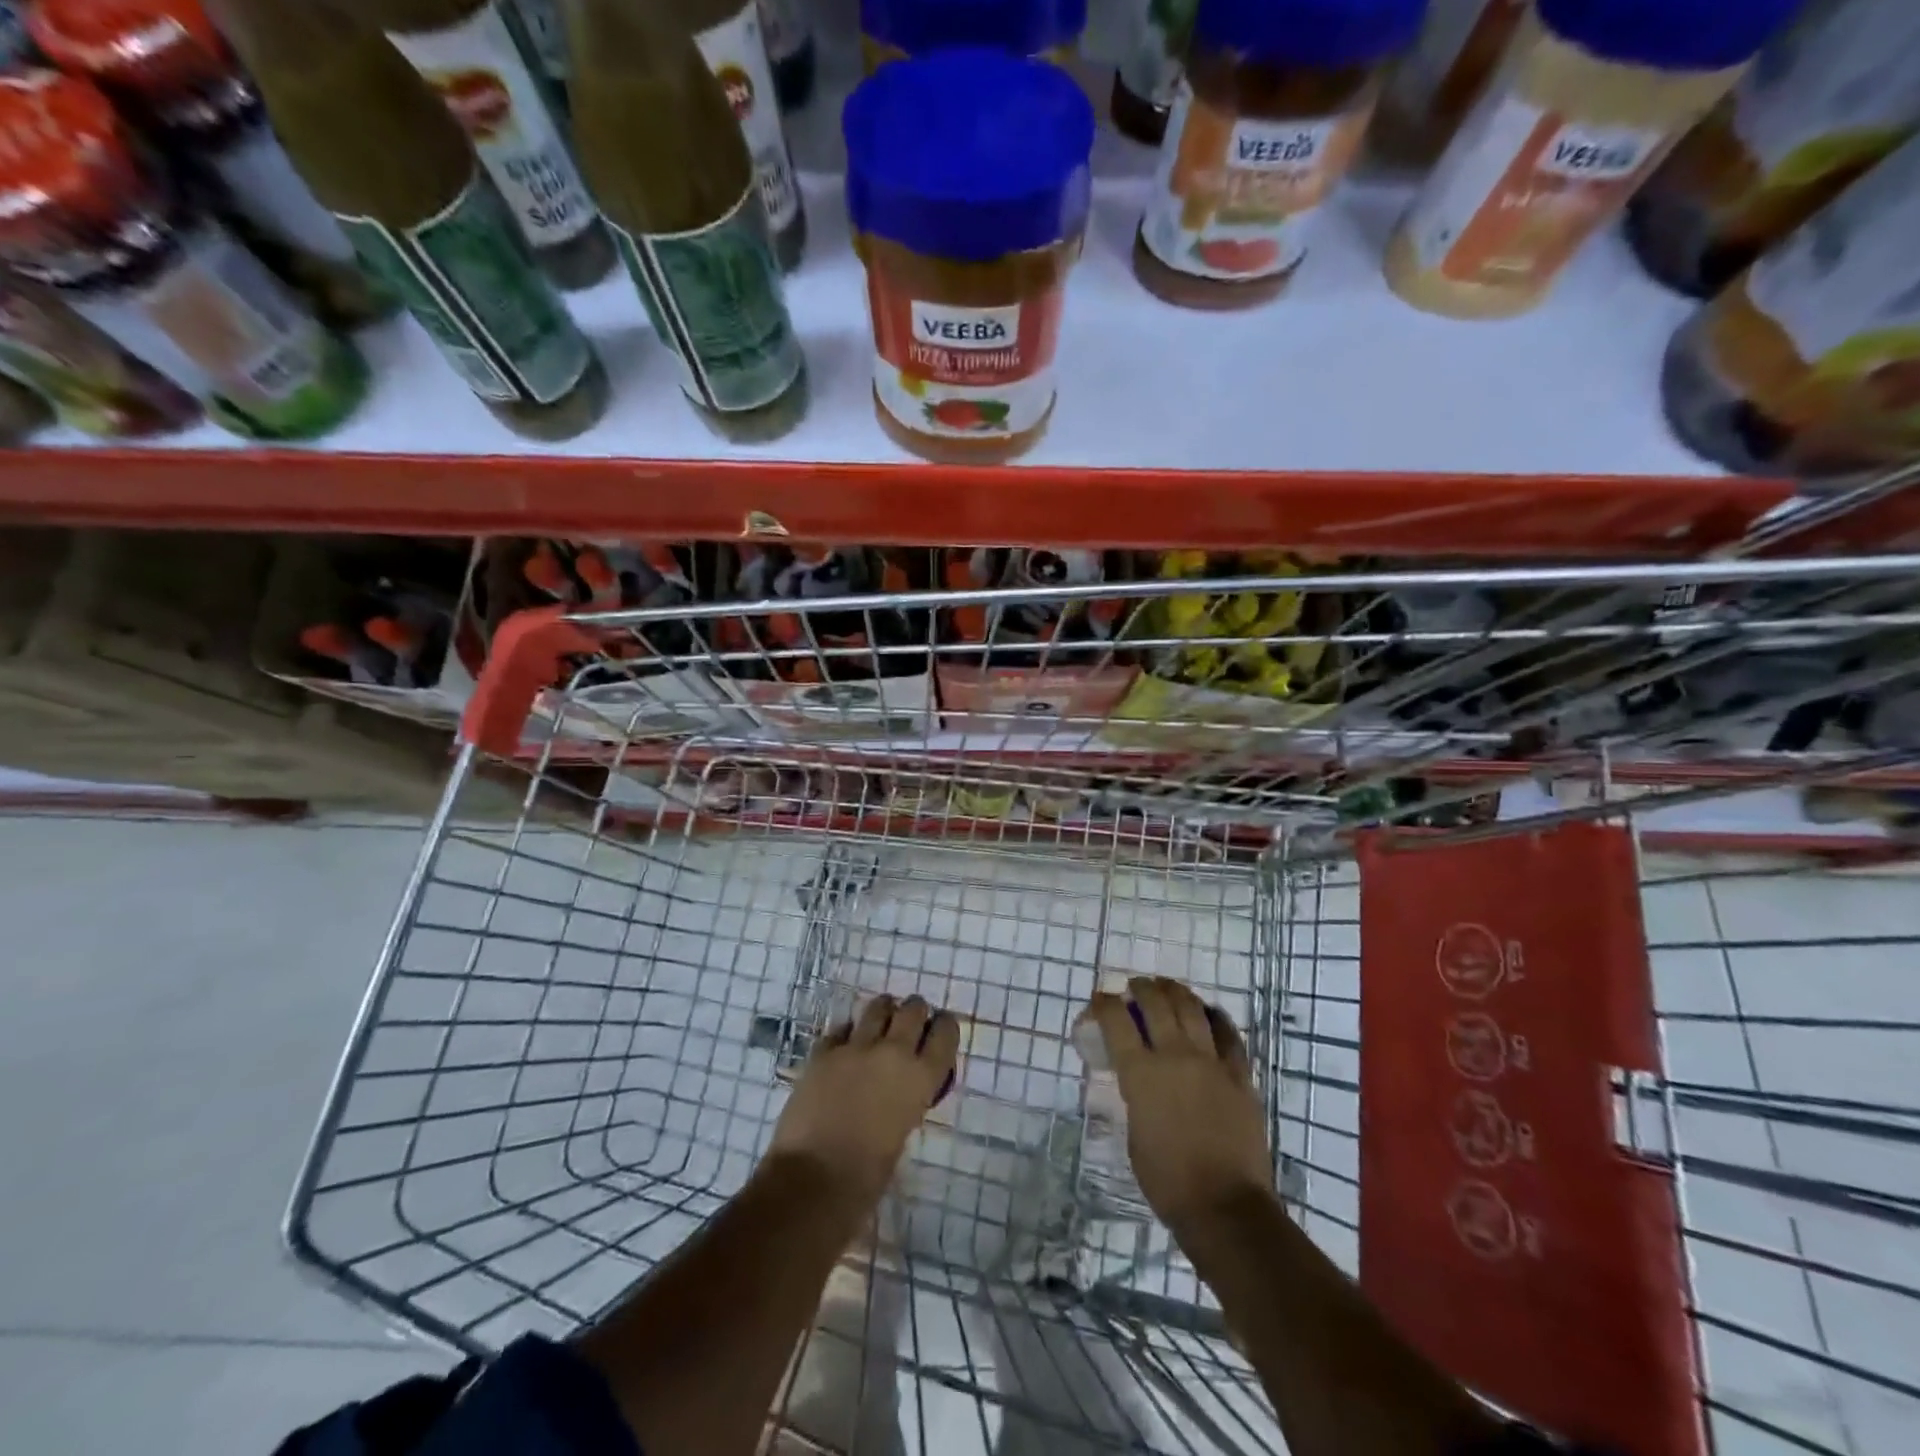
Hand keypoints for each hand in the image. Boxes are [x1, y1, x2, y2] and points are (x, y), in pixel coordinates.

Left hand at [768, 994, 960, 1206]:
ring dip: (884, 1011)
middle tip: (911, 1023)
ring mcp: (855, 1047)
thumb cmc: (866, 1177)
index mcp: (920, 1078)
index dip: (944, 1028)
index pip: (945, 1033)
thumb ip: (906, 1102)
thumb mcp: (902, 1135)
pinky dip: (848, 1033)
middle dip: (915, 1013)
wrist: (812, 1181)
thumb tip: (899, 1091)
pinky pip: (842, 1029)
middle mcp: (893, 1052)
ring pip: (878, 1008)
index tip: (940, 1029)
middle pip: (913, 1010)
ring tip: (881, 1021)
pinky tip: (846, 1045)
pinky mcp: (823, 1051)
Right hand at [1089, 977, 1274, 1231]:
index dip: (1104, 1004)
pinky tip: (1208, 1012)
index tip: (1100, 998)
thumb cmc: (1167, 1180)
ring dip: (1175, 992)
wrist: (1225, 1206)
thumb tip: (1138, 1078)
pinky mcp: (1240, 1075)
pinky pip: (1228, 1034)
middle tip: (1135, 986)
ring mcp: (1211, 1062)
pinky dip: (1215, 1017)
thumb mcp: (1134, 1132)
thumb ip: (1135, 1095)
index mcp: (1141, 1074)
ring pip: (1191, 1008)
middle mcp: (1174, 1057)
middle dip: (1141, 988)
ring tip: (1167, 987)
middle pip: (1156, 1004)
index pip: (1116, 1021)